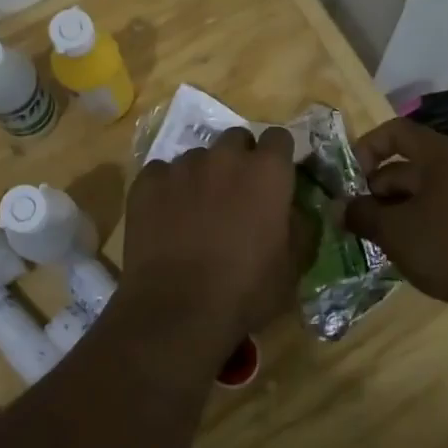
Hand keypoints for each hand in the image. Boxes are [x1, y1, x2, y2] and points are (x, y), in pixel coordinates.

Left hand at [121, 126, 304, 364]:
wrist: (177, 309)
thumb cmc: (246, 291)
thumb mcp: (293, 266)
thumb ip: (300, 225)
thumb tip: (295, 209)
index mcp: (267, 172)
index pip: (279, 138)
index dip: (278, 158)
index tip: (275, 180)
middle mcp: (225, 157)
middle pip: (236, 140)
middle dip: (240, 160)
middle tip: (237, 195)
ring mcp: (182, 166)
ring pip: (197, 157)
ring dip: (203, 176)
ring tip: (197, 212)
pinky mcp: (147, 181)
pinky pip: (162, 173)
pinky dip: (167, 189)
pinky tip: (166, 219)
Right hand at [338, 118, 447, 335]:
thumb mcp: (394, 230)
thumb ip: (361, 214)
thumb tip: (339, 208)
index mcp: (439, 155)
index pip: (394, 132)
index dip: (366, 148)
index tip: (349, 180)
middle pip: (404, 166)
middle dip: (375, 191)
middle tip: (355, 220)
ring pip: (419, 195)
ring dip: (392, 213)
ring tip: (374, 241)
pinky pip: (436, 215)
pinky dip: (415, 228)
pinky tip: (403, 254)